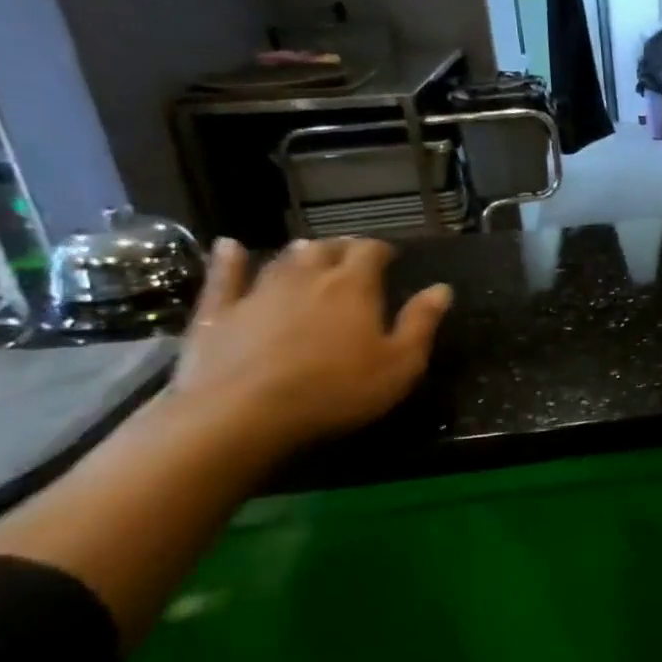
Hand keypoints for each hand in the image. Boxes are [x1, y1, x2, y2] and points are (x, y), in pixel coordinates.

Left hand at [173, 237, 452, 451]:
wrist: (242, 414)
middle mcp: (307, 277)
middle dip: (342, 248)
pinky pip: (224, 277)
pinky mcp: (218, 313)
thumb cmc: (335, 391)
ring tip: (308, 250)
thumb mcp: (399, 365)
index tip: (390, 255)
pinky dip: (228, 260)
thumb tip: (442, 289)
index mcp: (354, 287)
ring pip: (283, 259)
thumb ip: (421, 324)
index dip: (381, 249)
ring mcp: (258, 291)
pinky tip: (228, 247)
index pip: (370, 252)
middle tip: (351, 254)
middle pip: (326, 249)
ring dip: (299, 253)